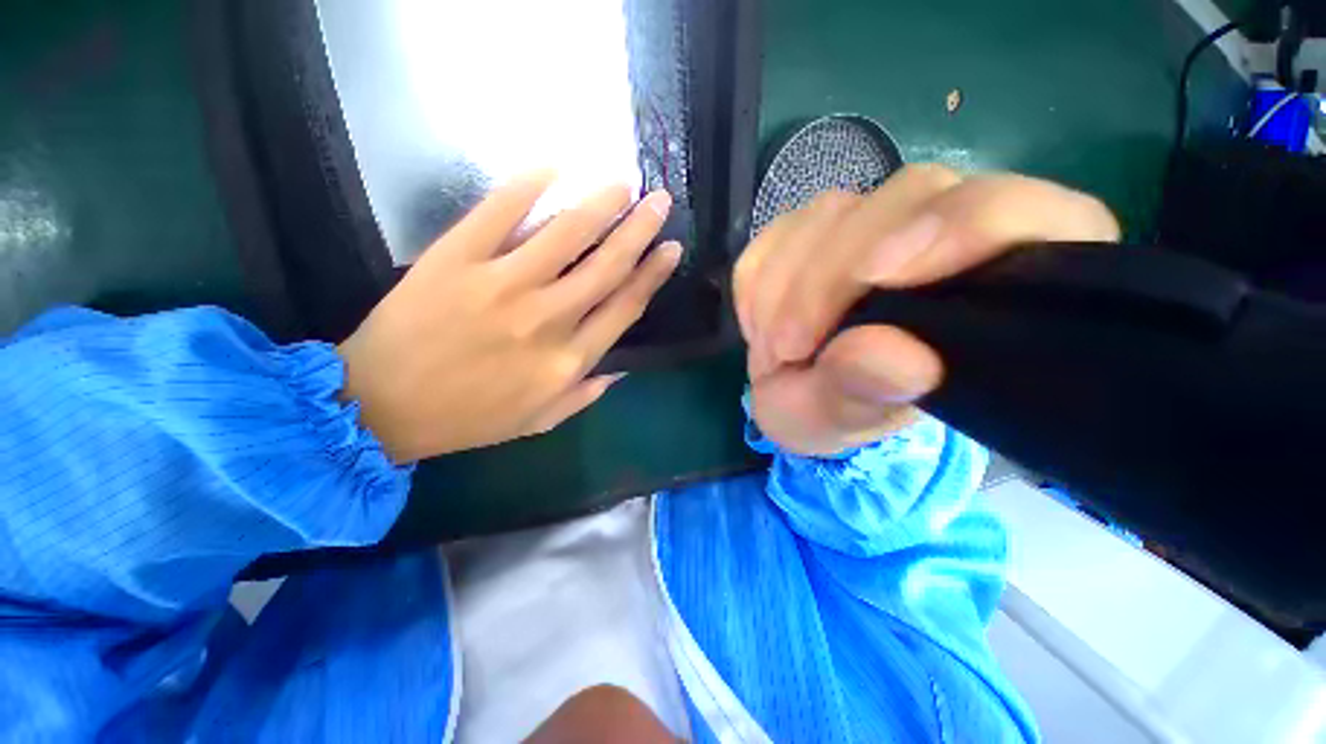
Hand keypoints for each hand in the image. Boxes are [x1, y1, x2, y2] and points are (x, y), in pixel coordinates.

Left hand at [338, 173, 680, 461]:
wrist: (380, 407)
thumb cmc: (467, 418)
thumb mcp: (539, 422)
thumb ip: (585, 394)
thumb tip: (620, 367)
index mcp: (569, 361)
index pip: (625, 307)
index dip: (652, 274)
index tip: (670, 249)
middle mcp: (547, 319)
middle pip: (607, 265)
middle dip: (640, 229)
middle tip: (659, 200)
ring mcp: (502, 284)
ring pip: (567, 232)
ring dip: (601, 202)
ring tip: (623, 181)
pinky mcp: (457, 258)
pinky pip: (499, 211)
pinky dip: (528, 184)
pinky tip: (554, 166)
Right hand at [735, 166, 1119, 455]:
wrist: (800, 395)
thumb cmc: (844, 414)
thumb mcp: (845, 422)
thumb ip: (867, 393)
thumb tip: (894, 355)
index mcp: (998, 276)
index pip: (1019, 211)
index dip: (962, 225)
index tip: (881, 278)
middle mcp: (941, 229)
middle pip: (907, 198)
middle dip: (829, 277)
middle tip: (789, 348)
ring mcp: (871, 222)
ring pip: (830, 213)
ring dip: (783, 287)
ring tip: (774, 351)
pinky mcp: (814, 229)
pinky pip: (777, 234)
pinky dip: (758, 284)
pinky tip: (761, 327)